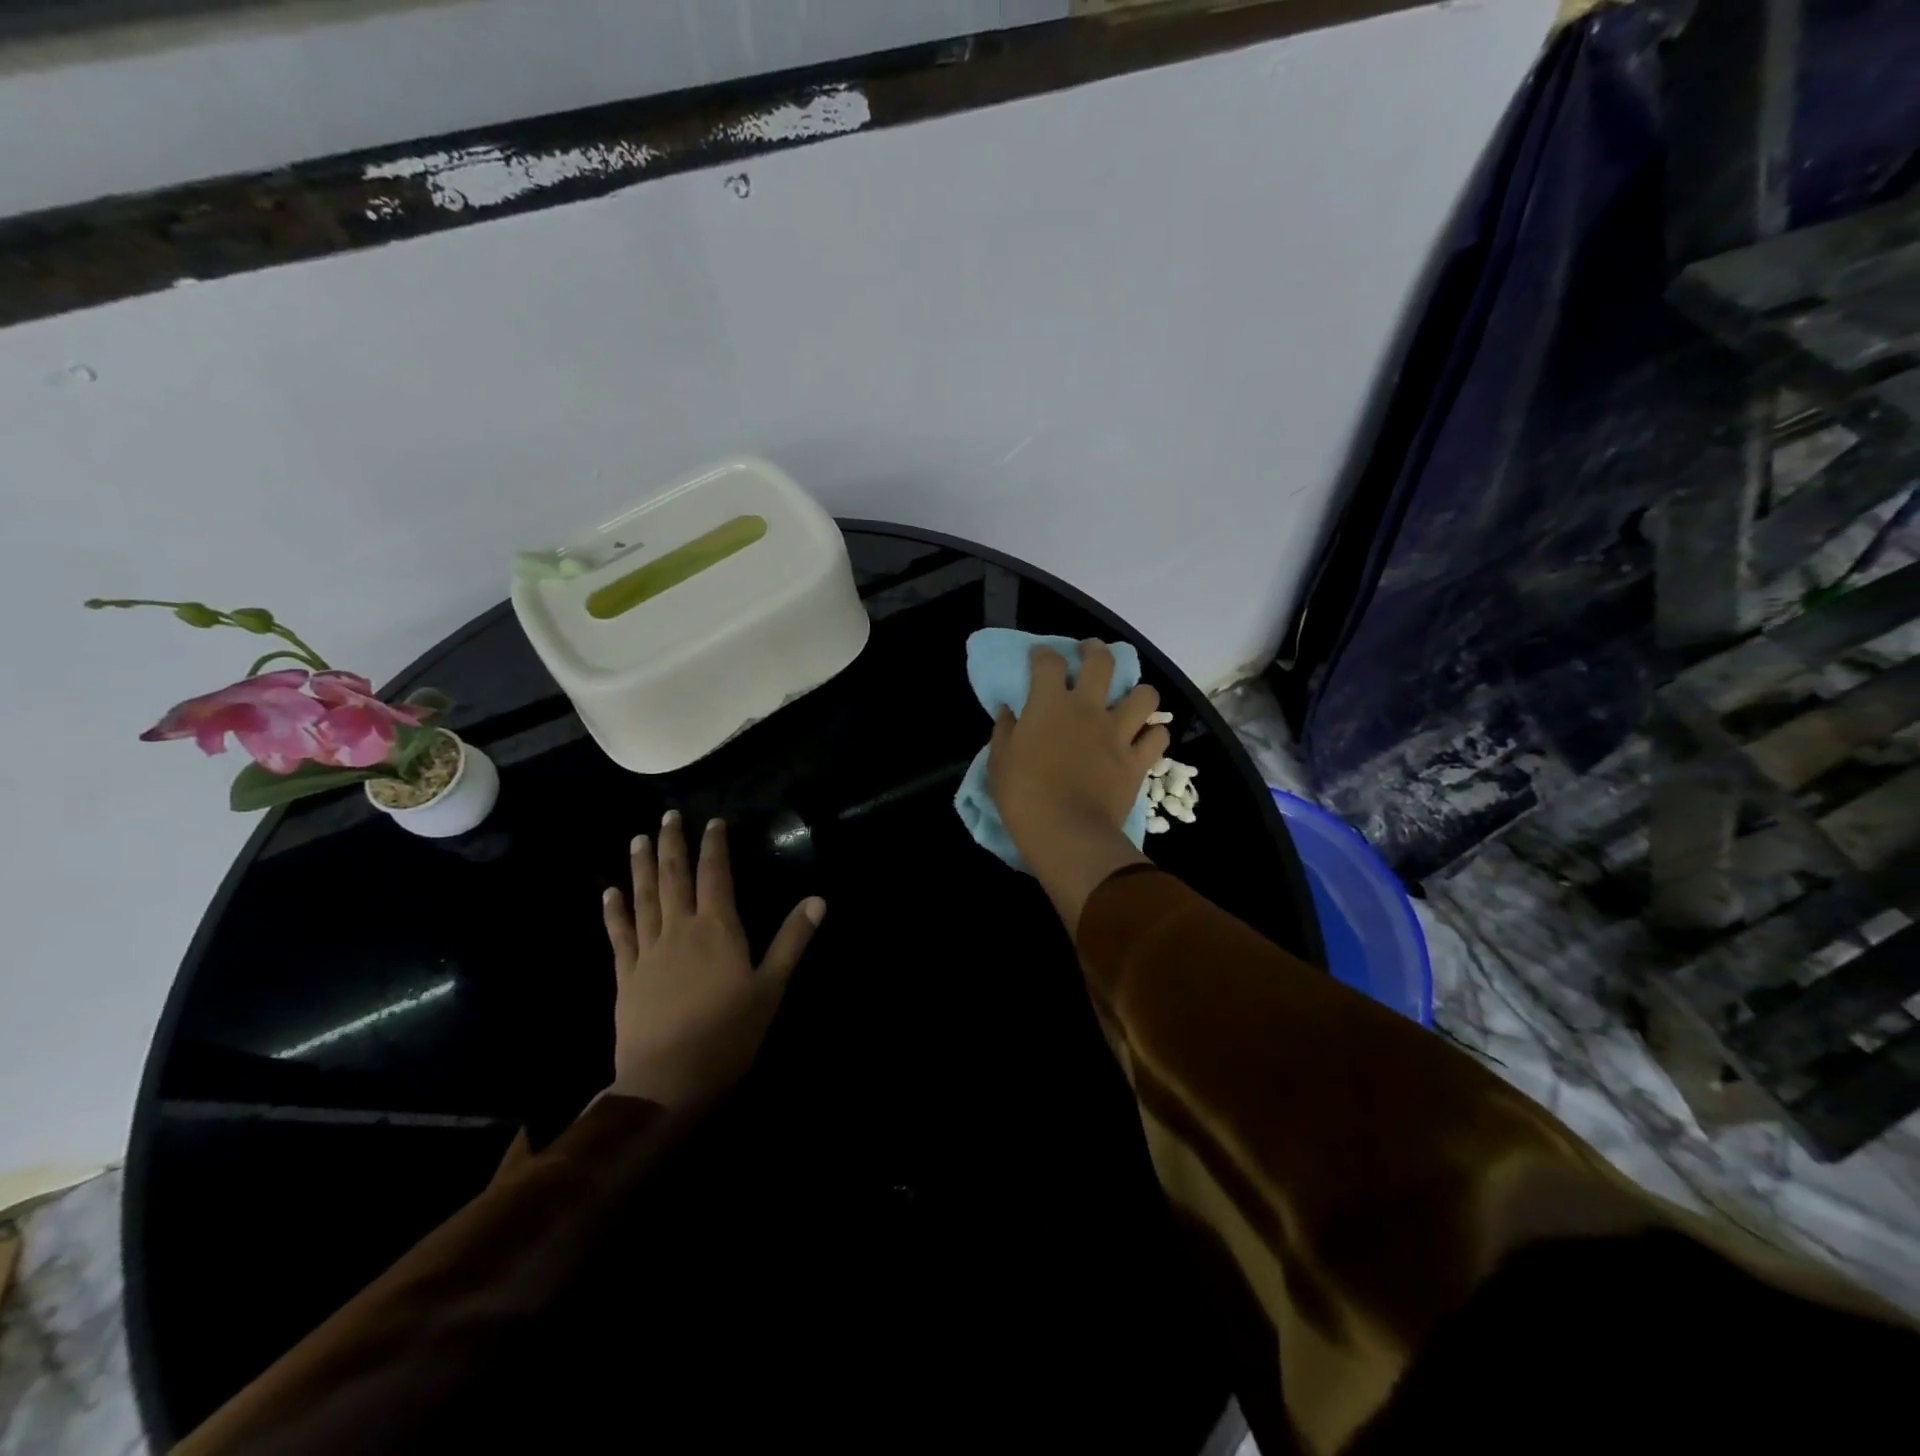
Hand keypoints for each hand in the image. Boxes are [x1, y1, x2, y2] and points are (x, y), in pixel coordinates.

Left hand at [600, 811, 824, 1106]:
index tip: (712, 822)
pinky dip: (614, 911)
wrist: (668, 1083)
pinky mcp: (627, 976)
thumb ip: (792, 941)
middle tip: (667, 816)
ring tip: (638, 839)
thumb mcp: (771, 987)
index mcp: (718, 929)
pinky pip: (619, 936)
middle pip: (674, 877)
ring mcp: (649, 952)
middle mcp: (680, 930)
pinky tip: (608, 893)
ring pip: (644, 898)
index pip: (715, 875)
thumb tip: (818, 899)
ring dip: (642, 867)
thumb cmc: (729, 1034)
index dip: (714, 846)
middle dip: (672, 844)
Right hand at [987, 641, 1168, 933]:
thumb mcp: (999, 762)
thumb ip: (1004, 731)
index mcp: (1050, 704)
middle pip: (1102, 662)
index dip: (1043, 654)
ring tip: (1131, 699)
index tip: (1039, 656)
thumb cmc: (1023, 796)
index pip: (1049, 662)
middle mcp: (1088, 709)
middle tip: (1089, 652)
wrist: (1066, 832)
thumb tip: (1008, 712)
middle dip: (1095, 650)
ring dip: (1139, 693)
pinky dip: (1154, 734)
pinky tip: (1145, 738)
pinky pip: (1158, 737)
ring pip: (1144, 696)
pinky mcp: (1137, 760)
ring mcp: (1118, 733)